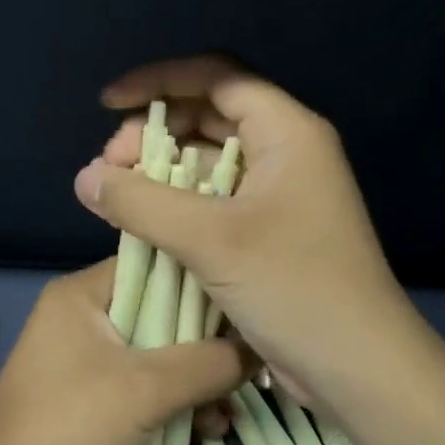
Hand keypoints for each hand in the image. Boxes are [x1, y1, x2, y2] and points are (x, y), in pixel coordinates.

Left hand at [0, 259, 245, 444]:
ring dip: (196, 382)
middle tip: (252, 365)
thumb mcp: (147, 388)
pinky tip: (209, 430)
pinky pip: (144, 388)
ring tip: (232, 411)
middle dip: (208, 343)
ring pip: (158, 355)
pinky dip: (174, 404)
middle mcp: (85, 316)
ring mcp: (87, 359)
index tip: (249, 303)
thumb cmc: (70, 423)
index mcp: (85, 293)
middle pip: (162, 313)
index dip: (204, 280)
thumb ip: (208, 363)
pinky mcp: (93, 397)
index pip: (156, 264)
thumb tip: (259, 349)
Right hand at [73, 55, 432, 425]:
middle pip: (209, 116)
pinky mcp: (270, 231)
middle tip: (110, 167)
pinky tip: (144, 222)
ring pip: (209, 162)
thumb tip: (85, 178)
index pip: (216, 76)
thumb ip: (141, 202)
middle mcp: (285, 152)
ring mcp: (279, 194)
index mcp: (286, 132)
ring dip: (162, 171)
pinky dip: (178, 203)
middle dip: (155, 133)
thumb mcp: (211, 239)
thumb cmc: (294, 288)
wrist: (359, 368)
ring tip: (117, 197)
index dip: (158, 80)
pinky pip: (215, 200)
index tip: (108, 103)